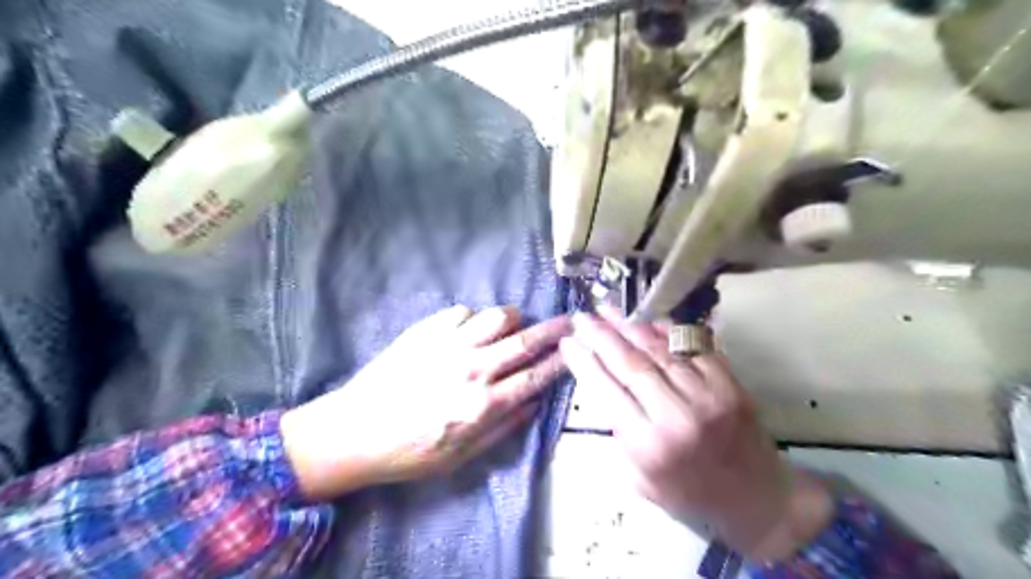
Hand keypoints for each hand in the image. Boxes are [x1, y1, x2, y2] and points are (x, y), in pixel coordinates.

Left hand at [281, 305, 571, 499]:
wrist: (354, 431)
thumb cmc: (409, 452)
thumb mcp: (460, 457)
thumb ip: (502, 428)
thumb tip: (534, 402)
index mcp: (482, 405)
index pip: (534, 378)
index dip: (560, 361)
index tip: (576, 349)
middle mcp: (471, 369)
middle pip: (523, 341)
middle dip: (553, 329)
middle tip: (571, 319)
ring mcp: (447, 345)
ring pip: (495, 317)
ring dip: (512, 319)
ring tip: (511, 327)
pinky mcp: (424, 331)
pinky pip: (462, 311)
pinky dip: (473, 318)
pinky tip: (467, 332)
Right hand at [560, 308, 832, 560]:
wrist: (759, 499)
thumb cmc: (692, 495)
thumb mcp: (641, 480)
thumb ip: (620, 434)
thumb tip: (605, 385)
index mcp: (650, 445)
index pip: (608, 391)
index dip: (584, 362)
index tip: (568, 343)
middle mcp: (677, 415)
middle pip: (631, 363)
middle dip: (601, 336)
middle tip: (582, 317)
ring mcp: (707, 394)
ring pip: (659, 350)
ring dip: (629, 326)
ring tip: (607, 309)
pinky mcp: (729, 382)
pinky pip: (692, 346)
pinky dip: (667, 329)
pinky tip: (648, 318)